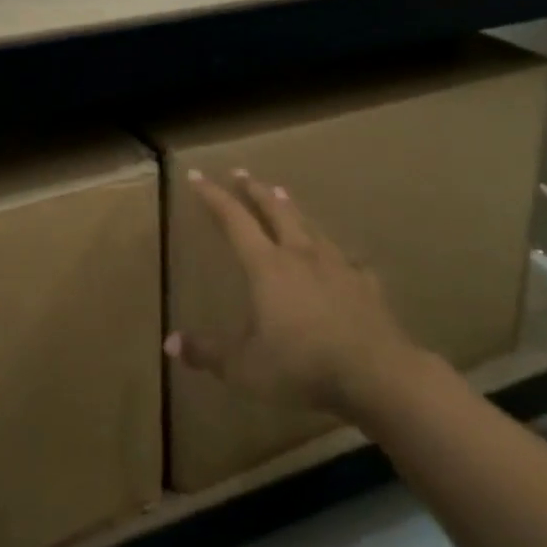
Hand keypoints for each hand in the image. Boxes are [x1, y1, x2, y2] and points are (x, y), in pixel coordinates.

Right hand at [165, 170, 420, 420]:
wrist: (375, 374)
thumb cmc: (301, 366)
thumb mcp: (244, 367)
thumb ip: (208, 353)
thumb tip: (170, 343)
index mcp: (266, 266)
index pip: (234, 220)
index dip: (214, 197)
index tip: (198, 176)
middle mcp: (300, 254)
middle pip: (275, 211)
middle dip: (255, 190)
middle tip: (242, 173)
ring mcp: (337, 266)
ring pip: (310, 226)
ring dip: (292, 208)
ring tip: (283, 193)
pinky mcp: (365, 285)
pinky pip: (348, 260)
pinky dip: (338, 253)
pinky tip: (344, 257)